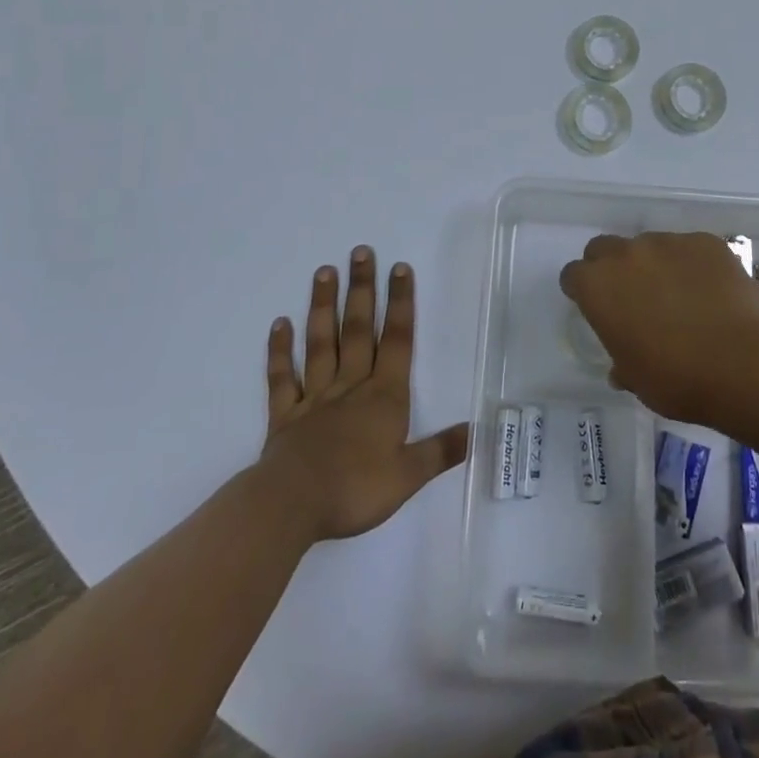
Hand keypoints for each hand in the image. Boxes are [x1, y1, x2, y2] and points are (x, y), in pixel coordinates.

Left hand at [259, 246, 468, 542]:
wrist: (293, 505)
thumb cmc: (355, 489)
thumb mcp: (409, 475)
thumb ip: (441, 450)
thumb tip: (478, 431)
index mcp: (384, 396)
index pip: (397, 340)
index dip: (400, 303)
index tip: (399, 267)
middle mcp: (351, 386)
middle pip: (358, 329)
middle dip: (362, 290)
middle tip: (360, 251)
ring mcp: (315, 397)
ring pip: (321, 343)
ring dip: (323, 306)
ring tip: (324, 271)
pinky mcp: (285, 415)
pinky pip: (283, 377)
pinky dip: (280, 351)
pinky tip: (279, 324)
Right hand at [558, 232, 758, 424]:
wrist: (745, 365)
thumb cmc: (678, 380)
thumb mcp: (636, 380)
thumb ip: (621, 362)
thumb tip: (621, 367)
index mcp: (598, 286)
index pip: (573, 275)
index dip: (583, 291)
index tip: (597, 309)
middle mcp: (627, 254)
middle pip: (605, 248)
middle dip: (611, 268)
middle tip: (633, 298)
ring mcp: (669, 242)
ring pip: (650, 246)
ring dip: (654, 265)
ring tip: (681, 298)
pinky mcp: (706, 242)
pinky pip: (689, 249)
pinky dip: (693, 265)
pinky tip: (711, 293)